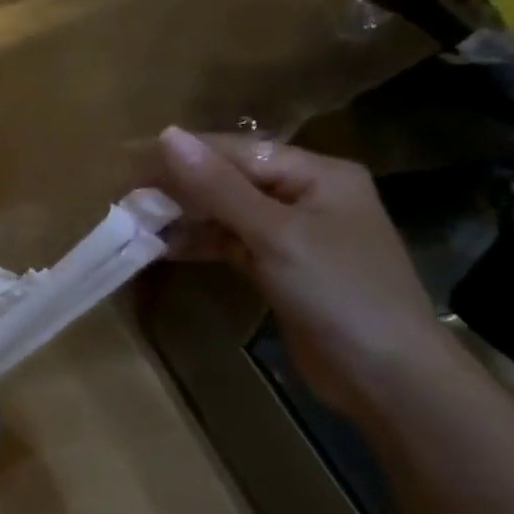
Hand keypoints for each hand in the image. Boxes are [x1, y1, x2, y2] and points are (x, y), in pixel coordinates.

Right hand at [156, 126, 460, 417]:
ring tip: (135, 221)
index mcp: (316, 174)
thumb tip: (167, 135)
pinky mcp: (280, 268)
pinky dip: (198, 243)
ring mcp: (292, 234)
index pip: (235, 151)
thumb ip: (218, 186)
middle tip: (124, 197)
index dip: (181, 154)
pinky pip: (229, 243)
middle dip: (178, 187)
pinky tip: (162, 248)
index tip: (127, 161)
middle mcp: (305, 196)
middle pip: (228, 179)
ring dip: (182, 217)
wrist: (388, 378)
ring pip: (224, 212)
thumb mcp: (275, 234)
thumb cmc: (339, 292)